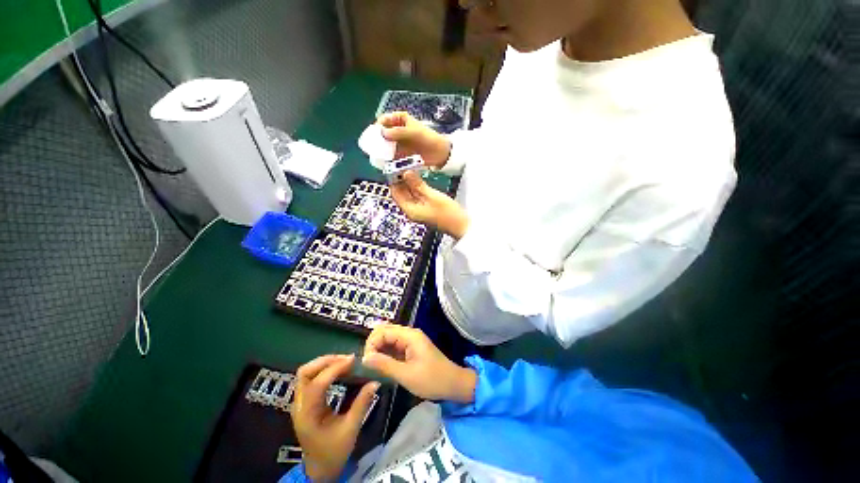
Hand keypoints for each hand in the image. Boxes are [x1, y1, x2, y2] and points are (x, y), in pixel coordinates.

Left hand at [291, 354, 379, 481]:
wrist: (320, 469)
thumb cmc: (334, 452)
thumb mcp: (351, 429)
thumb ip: (362, 403)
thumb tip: (376, 382)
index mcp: (307, 414)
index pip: (317, 384)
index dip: (335, 368)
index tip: (353, 360)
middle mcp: (299, 405)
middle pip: (305, 373)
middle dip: (326, 361)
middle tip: (347, 359)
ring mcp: (299, 403)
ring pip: (306, 373)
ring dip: (325, 363)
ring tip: (345, 362)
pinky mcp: (305, 401)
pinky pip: (311, 378)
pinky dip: (324, 370)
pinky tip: (339, 370)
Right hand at [362, 325, 476, 402]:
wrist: (453, 383)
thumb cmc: (431, 380)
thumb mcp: (406, 375)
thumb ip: (385, 365)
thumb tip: (364, 358)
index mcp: (409, 335)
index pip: (382, 331)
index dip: (371, 344)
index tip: (367, 362)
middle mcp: (409, 333)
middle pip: (384, 331)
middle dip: (373, 345)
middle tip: (369, 364)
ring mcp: (410, 340)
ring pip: (388, 338)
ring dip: (379, 349)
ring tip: (374, 366)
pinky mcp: (411, 348)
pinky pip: (394, 346)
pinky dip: (386, 353)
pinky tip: (383, 365)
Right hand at [377, 112, 451, 168]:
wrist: (439, 153)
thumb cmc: (427, 138)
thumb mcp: (413, 133)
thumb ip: (398, 132)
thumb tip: (382, 133)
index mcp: (400, 119)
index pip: (384, 119)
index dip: (378, 125)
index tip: (375, 134)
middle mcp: (397, 130)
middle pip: (383, 133)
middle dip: (377, 140)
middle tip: (374, 147)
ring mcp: (399, 143)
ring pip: (386, 145)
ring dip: (382, 150)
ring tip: (378, 156)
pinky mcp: (401, 154)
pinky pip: (391, 155)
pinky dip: (387, 159)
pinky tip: (384, 162)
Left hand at [390, 171, 469, 238]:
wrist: (460, 225)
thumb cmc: (449, 214)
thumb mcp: (432, 196)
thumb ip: (418, 185)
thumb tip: (406, 174)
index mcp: (410, 210)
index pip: (395, 192)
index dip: (393, 179)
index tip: (395, 167)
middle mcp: (412, 210)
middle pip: (401, 193)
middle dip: (401, 179)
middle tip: (404, 165)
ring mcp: (418, 209)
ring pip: (409, 193)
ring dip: (409, 182)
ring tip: (411, 168)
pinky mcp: (425, 207)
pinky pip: (416, 195)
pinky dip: (416, 187)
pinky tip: (419, 178)